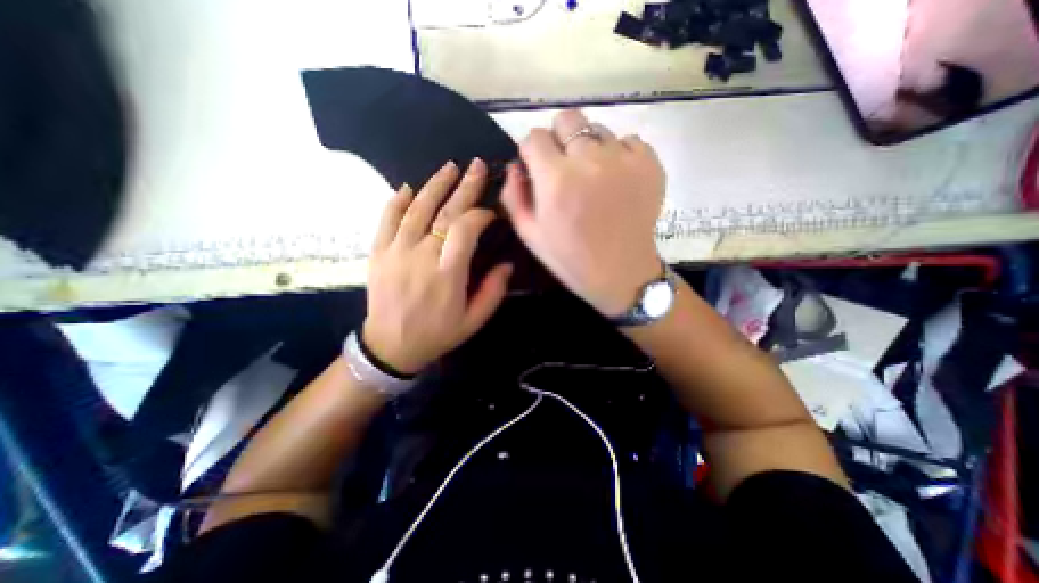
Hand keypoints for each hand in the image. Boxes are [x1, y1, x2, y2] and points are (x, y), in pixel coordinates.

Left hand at [363, 158, 512, 372]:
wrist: (390, 346)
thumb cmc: (438, 334)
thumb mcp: (474, 321)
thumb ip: (493, 291)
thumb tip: (507, 264)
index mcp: (448, 274)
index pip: (465, 229)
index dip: (480, 215)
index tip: (491, 213)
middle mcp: (421, 256)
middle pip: (444, 212)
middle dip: (463, 187)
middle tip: (475, 166)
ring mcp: (396, 251)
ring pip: (416, 209)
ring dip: (434, 185)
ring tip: (449, 168)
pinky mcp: (378, 253)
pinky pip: (386, 220)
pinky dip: (397, 201)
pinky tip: (408, 188)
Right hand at [503, 110, 664, 318]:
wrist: (620, 273)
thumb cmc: (570, 258)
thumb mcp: (529, 234)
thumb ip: (513, 195)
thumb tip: (515, 165)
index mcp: (556, 179)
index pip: (534, 137)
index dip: (531, 152)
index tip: (536, 168)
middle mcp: (589, 160)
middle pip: (567, 119)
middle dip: (558, 138)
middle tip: (563, 165)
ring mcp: (623, 158)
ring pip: (597, 129)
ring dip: (588, 148)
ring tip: (593, 177)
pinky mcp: (649, 163)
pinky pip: (628, 141)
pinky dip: (618, 155)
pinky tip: (616, 180)